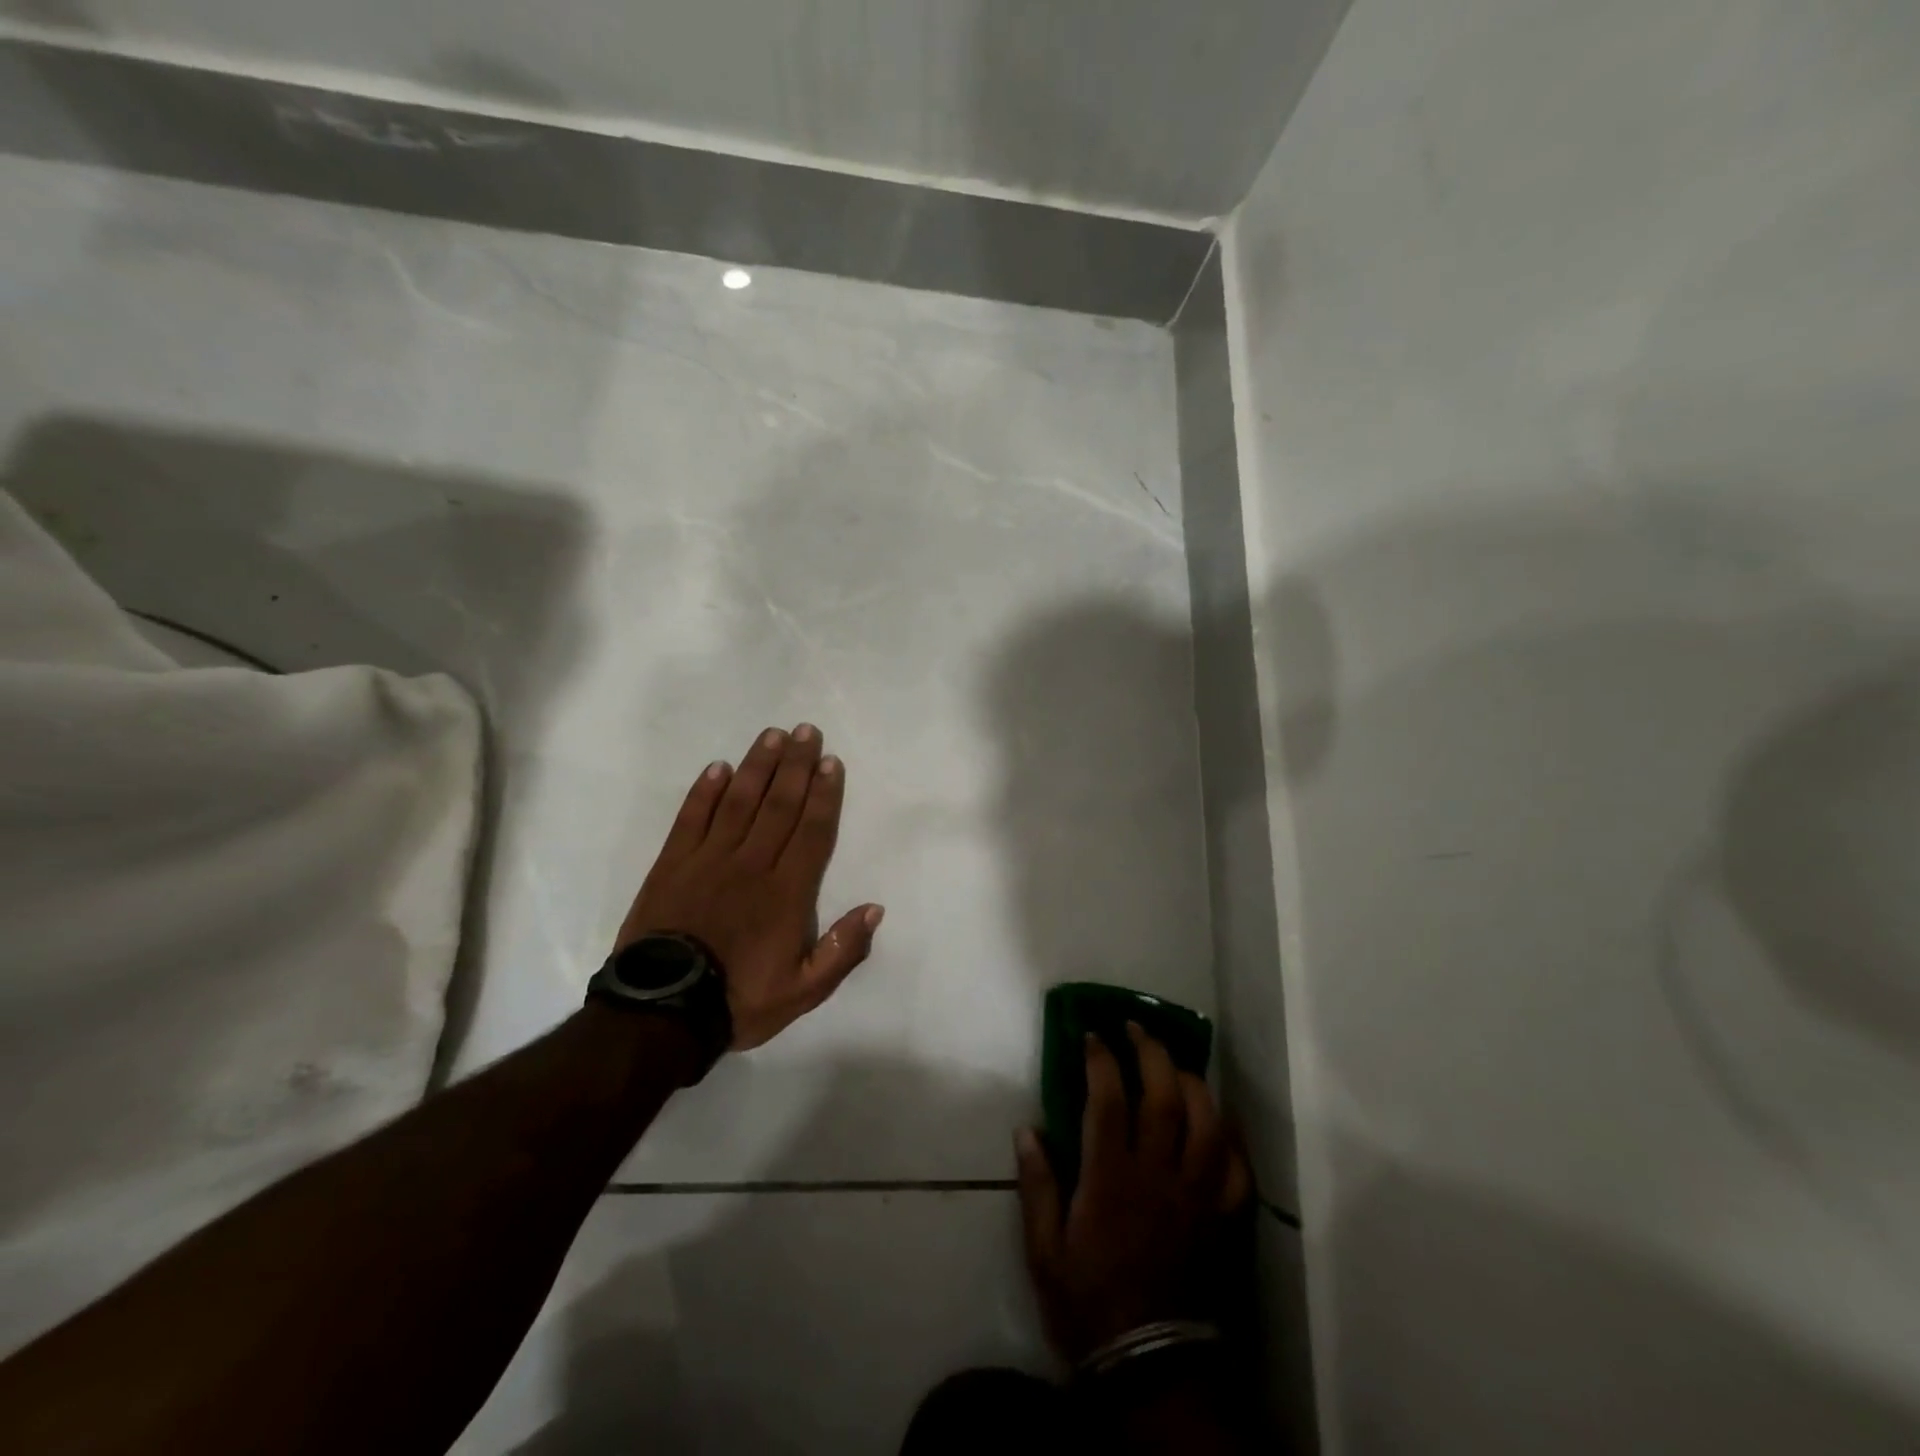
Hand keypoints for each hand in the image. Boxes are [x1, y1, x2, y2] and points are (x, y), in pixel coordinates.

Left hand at [615, 725, 882, 1049]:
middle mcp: (751, 864)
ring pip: (738, 802)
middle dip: (795, 766)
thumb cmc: (738, 1000)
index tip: (830, 762)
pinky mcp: (671, 864)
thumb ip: (842, 951)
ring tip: (772, 736)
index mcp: (786, 893)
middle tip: (806, 731)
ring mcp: (708, 860)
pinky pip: (691, 819)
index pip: (811, 832)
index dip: (824, 795)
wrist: (661, 1014)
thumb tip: (874, 908)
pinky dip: (704, 792)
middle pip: (778, 805)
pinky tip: (718, 767)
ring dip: (757, 766)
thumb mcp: (803, 992)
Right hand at [1016, 1024, 1251, 1362]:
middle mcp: (1158, 1176)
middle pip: (1165, 1097)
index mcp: (1111, 1179)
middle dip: (1152, 1052)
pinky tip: (1218, 1119)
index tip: (1092, 1035)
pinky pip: (1237, 1169)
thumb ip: (1036, 1185)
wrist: (1149, 1366)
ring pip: (1208, 1123)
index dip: (1102, 1059)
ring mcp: (1196, 1196)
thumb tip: (1027, 1129)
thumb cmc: (1088, 1302)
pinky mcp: (1221, 1219)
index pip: (1109, 1099)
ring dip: (1193, 1083)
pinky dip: (1231, 1137)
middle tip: (1136, 1028)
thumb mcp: (1044, 1250)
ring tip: (1175, 1065)